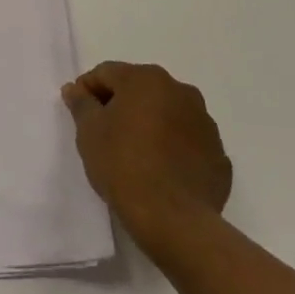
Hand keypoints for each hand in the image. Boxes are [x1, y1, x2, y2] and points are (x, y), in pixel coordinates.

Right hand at [63, 61, 231, 247]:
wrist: (174, 220)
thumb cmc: (123, 165)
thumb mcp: (89, 131)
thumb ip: (81, 104)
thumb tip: (76, 90)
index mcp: (147, 79)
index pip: (107, 73)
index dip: (87, 90)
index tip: (79, 113)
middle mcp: (181, 91)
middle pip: (140, 89)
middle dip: (120, 105)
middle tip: (103, 132)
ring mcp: (205, 123)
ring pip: (167, 114)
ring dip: (150, 124)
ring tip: (134, 153)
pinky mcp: (219, 155)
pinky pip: (187, 142)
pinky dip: (172, 148)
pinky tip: (160, 171)